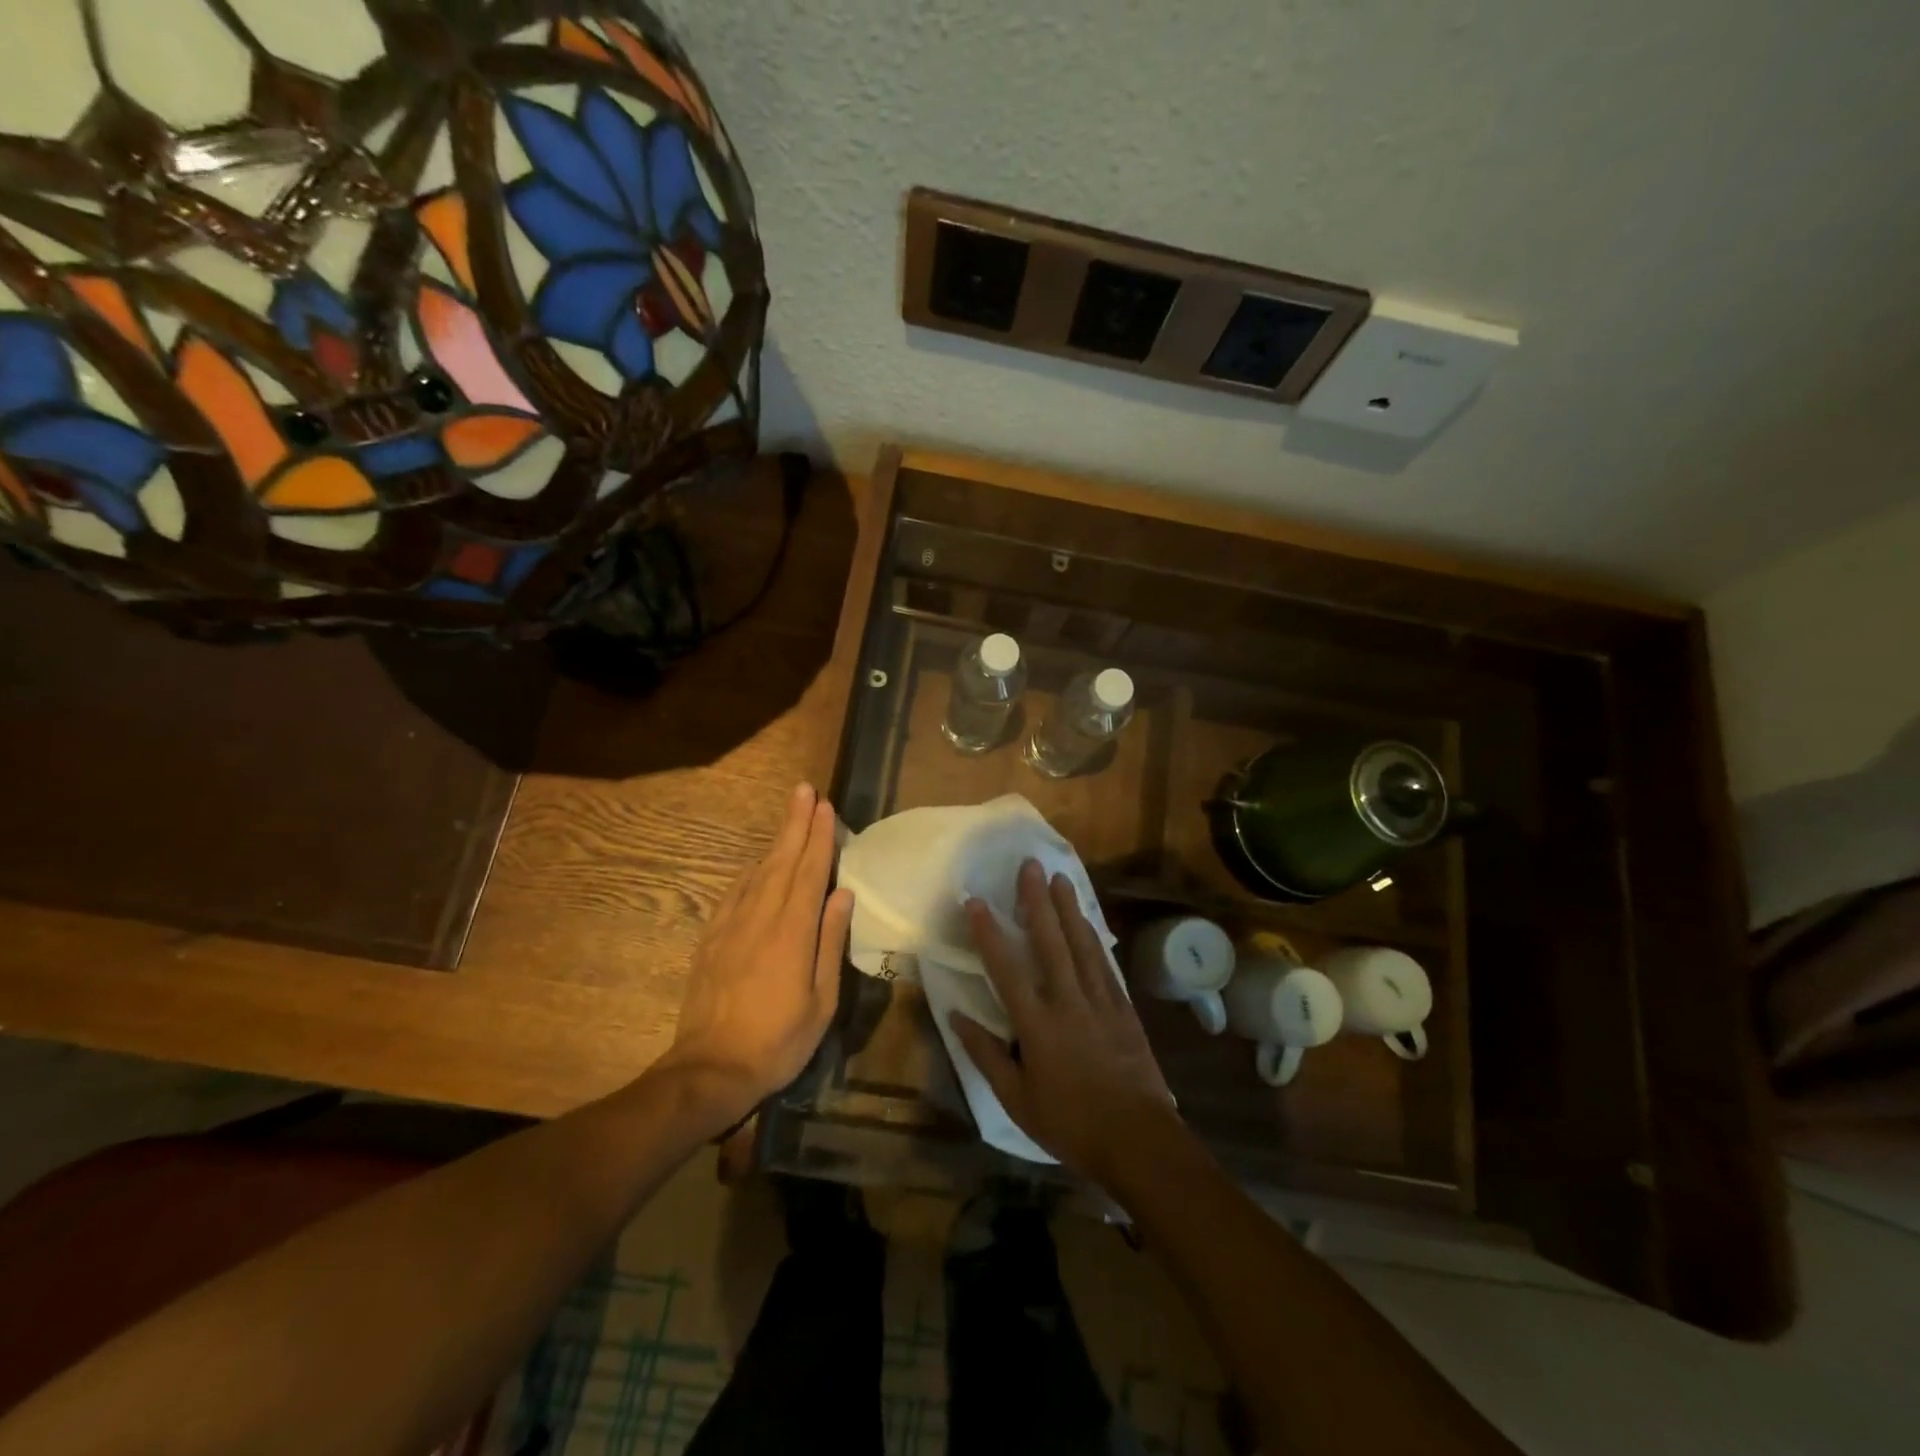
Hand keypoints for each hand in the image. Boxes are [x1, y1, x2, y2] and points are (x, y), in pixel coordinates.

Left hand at [664, 782, 853, 1122]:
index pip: (810, 872)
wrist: (711, 1069)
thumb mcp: (821, 1000)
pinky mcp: (712, 939)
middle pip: (782, 860)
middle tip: (804, 790)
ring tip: (789, 816)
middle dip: (795, 823)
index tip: (825, 807)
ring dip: (775, 841)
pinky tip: (757, 863)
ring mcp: (732, 926)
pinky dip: (750, 870)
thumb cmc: (779, 1040)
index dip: (820, 837)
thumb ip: (830, 942)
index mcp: (793, 932)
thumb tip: (842, 895)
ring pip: (758, 871)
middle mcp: (761, 917)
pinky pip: (734, 892)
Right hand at [951, 860, 1175, 1184]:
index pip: (1006, 969)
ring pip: (1081, 944)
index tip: (975, 901)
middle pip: (1050, 941)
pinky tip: (1088, 922)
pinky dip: (1094, 938)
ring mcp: (1100, 1001)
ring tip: (1059, 878)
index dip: (988, 933)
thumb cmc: (1070, 1124)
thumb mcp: (1017, 1100)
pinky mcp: (1124, 1009)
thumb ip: (987, 1055)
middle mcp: (1068, 1001)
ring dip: (1068, 909)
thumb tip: (958, 1018)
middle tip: (1030, 865)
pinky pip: (1104, 964)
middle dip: (1037, 901)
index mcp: (1037, 1024)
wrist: (1138, 1140)